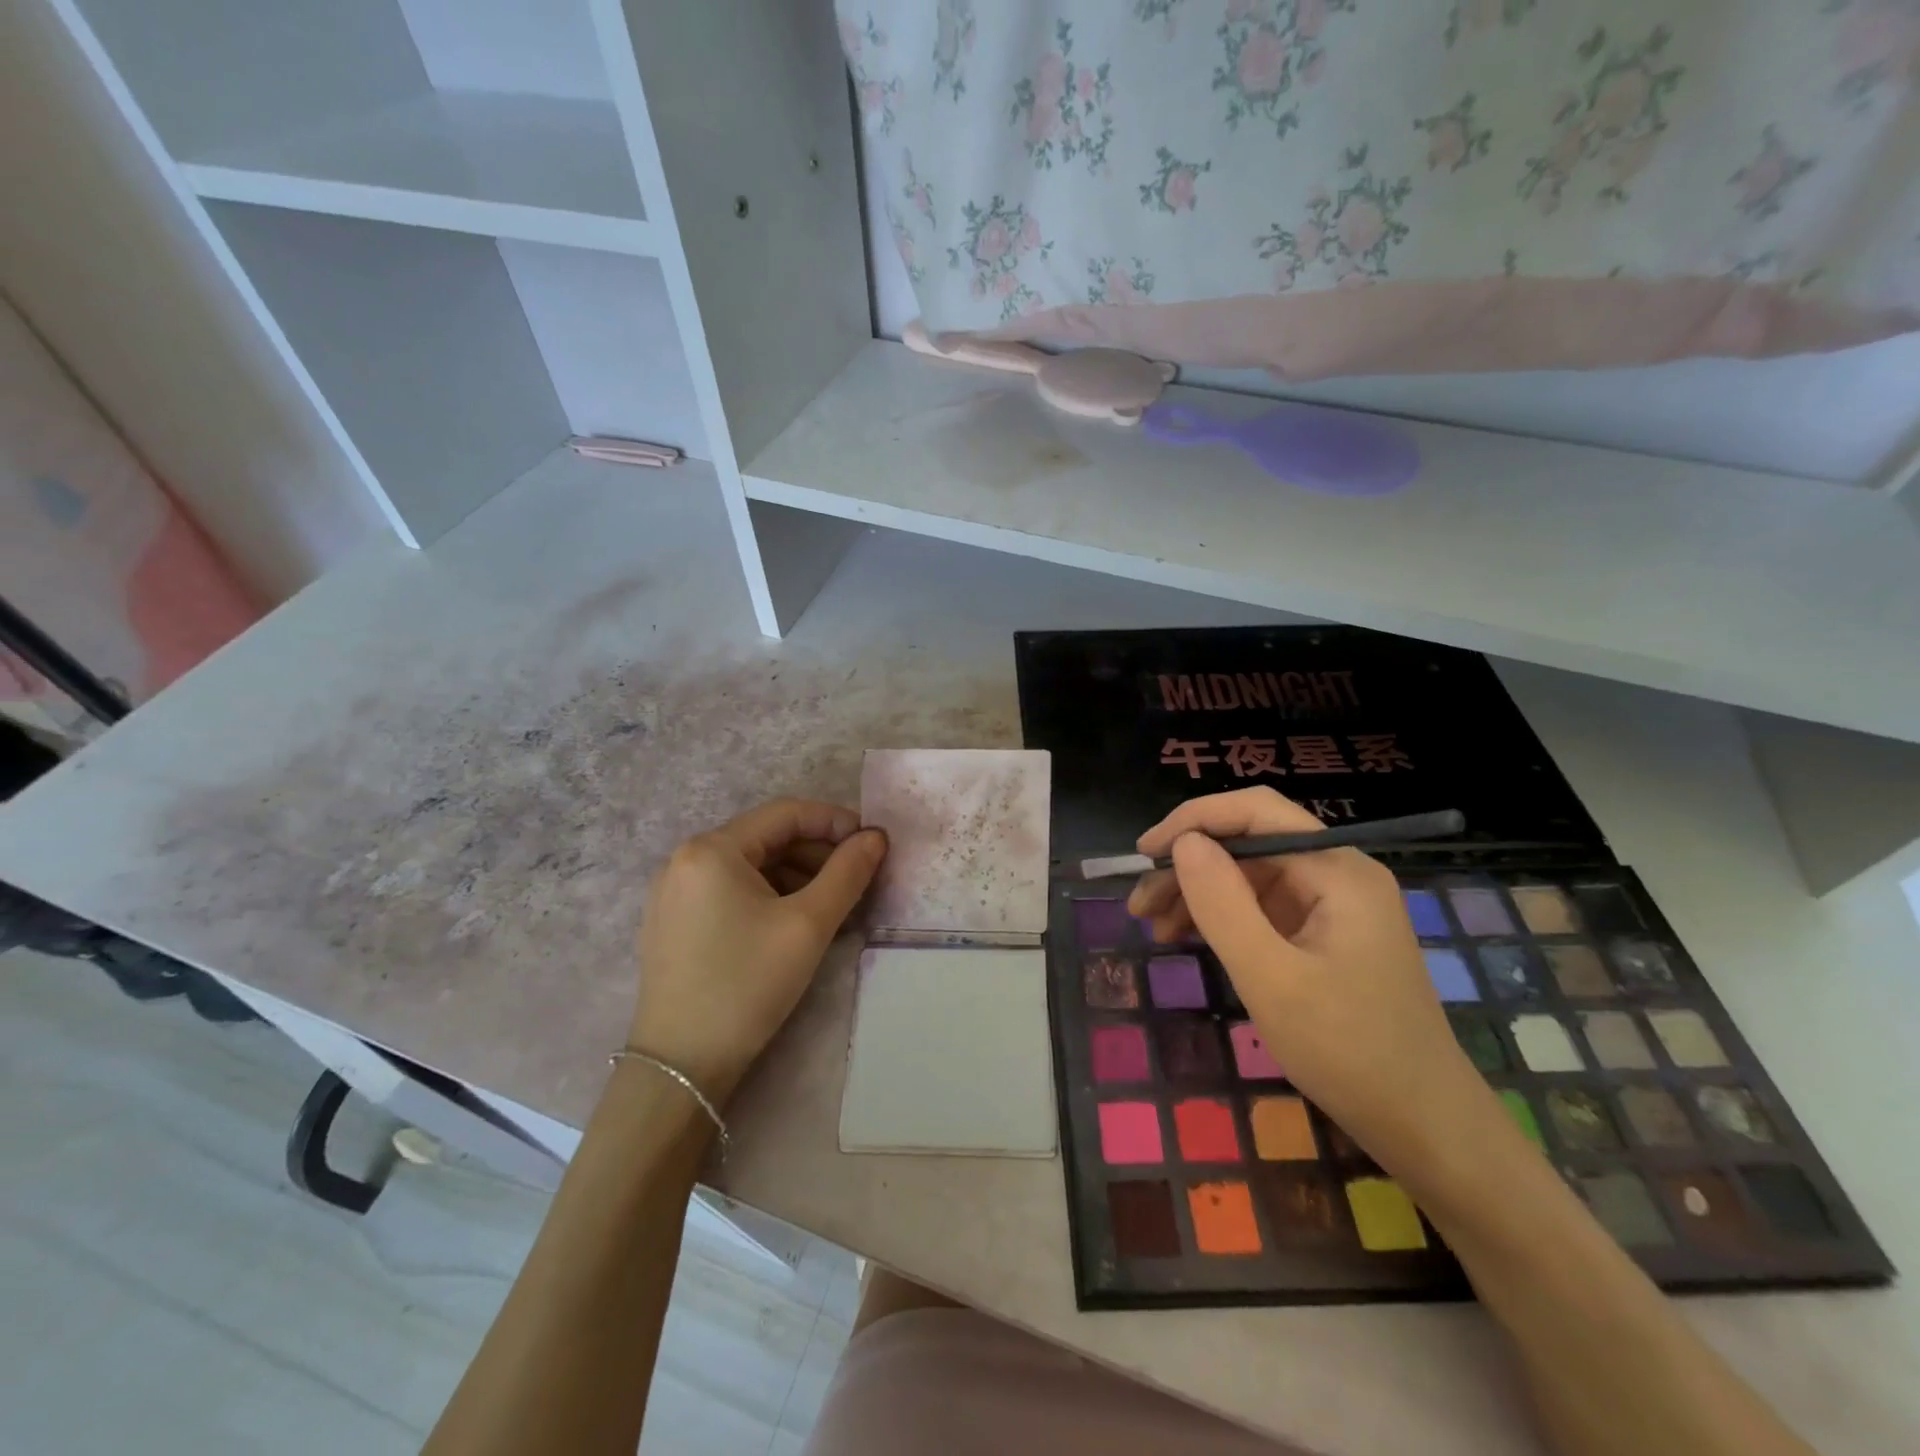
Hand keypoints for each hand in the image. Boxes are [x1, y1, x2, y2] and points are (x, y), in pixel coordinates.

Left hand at [630, 799, 886, 1103]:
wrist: (681, 1066)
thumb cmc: (747, 985)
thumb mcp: (808, 925)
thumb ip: (848, 873)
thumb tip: (876, 837)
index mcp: (712, 849)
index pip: (785, 814)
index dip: (835, 822)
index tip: (872, 843)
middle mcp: (686, 859)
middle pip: (767, 839)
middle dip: (818, 853)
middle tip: (857, 879)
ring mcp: (675, 892)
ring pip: (751, 866)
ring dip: (797, 876)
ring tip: (833, 905)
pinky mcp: (674, 922)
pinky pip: (731, 891)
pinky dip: (770, 896)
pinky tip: (796, 923)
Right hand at [1127, 787, 1491, 1178]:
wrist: (1425, 1126)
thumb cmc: (1349, 1051)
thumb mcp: (1271, 978)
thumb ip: (1223, 904)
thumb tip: (1183, 842)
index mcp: (1336, 870)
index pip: (1256, 812)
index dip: (1194, 820)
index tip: (1145, 851)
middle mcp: (1336, 874)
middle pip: (1248, 843)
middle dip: (1189, 865)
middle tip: (1139, 903)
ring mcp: (1331, 906)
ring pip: (1248, 876)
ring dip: (1197, 893)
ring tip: (1152, 925)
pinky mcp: (1322, 935)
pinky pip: (1260, 908)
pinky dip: (1220, 918)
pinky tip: (1186, 938)